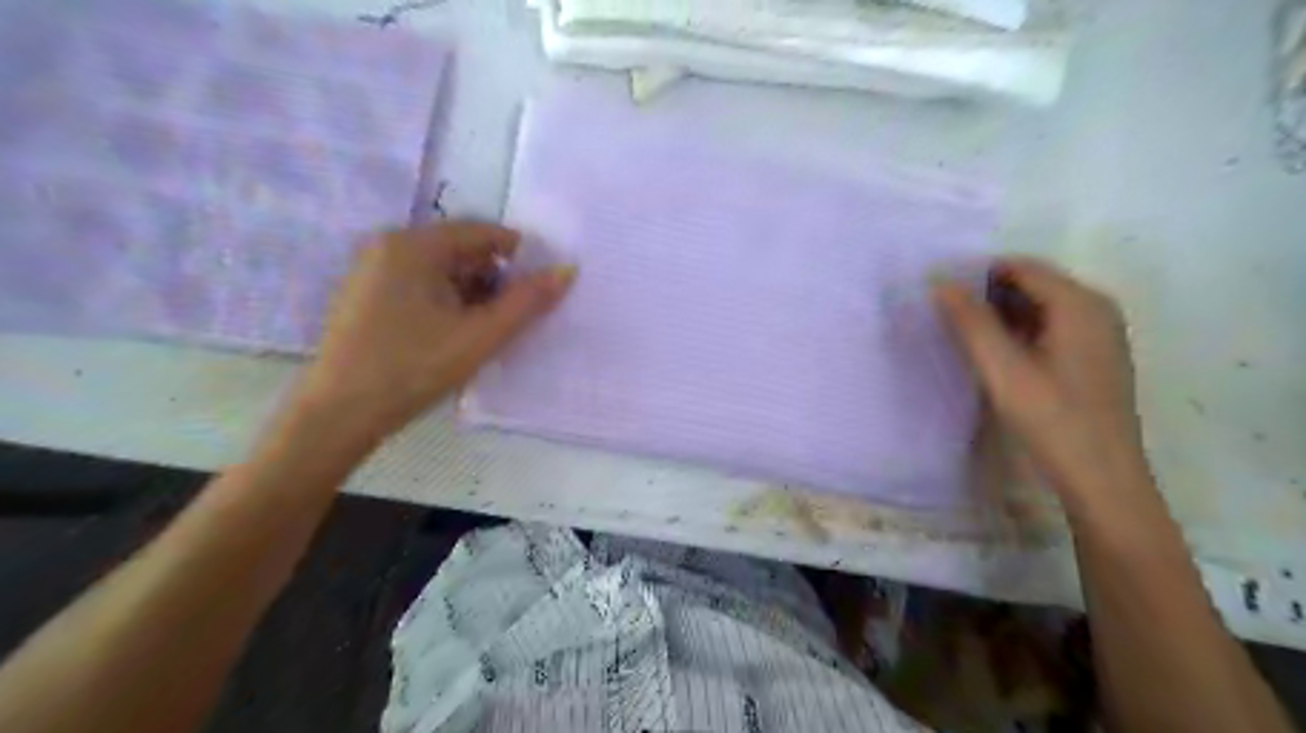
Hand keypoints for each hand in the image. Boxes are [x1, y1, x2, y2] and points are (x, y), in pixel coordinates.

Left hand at [300, 221, 574, 439]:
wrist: (339, 414)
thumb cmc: (413, 368)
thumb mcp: (480, 336)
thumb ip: (527, 302)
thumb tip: (567, 270)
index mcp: (414, 245)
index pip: (481, 232)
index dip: (518, 255)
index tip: (540, 285)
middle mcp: (389, 246)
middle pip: (460, 249)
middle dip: (495, 278)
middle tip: (517, 314)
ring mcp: (373, 271)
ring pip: (441, 270)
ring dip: (473, 293)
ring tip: (490, 329)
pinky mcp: (366, 296)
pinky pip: (420, 285)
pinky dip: (447, 301)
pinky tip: (457, 333)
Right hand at [927, 257, 1151, 516]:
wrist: (1102, 477)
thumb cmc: (1052, 419)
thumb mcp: (1002, 369)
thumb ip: (969, 322)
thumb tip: (940, 282)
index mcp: (1079, 303)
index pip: (1020, 266)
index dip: (977, 274)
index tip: (940, 294)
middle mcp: (1096, 307)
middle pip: (1032, 283)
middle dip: (987, 294)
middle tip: (946, 316)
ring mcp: (1098, 332)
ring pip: (1039, 306)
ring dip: (1000, 314)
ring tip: (963, 335)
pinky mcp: (1093, 355)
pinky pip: (1049, 326)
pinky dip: (1018, 331)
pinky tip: (995, 355)